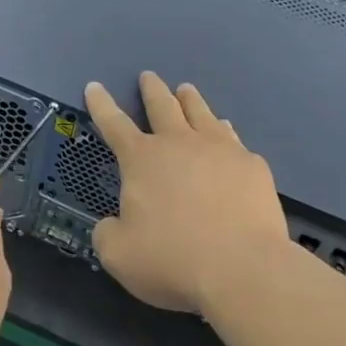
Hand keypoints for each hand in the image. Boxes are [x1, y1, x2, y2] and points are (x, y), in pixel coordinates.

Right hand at [85, 73, 291, 316]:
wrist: (243, 269)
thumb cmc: (173, 259)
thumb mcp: (120, 255)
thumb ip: (108, 234)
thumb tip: (112, 225)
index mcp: (142, 159)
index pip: (114, 124)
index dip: (101, 104)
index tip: (94, 85)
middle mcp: (179, 143)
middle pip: (162, 105)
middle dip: (152, 89)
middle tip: (148, 76)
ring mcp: (219, 150)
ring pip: (200, 112)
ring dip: (190, 99)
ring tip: (186, 89)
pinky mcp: (251, 166)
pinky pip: (233, 139)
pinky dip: (224, 132)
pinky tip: (227, 133)